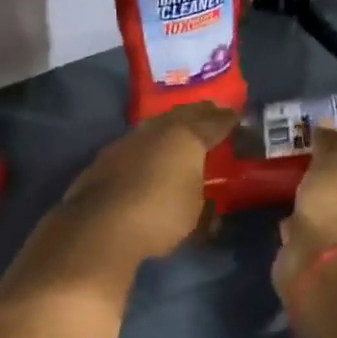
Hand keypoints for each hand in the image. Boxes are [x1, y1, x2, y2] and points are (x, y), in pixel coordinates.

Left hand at [57, 102, 237, 264]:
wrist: (100, 225)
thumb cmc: (159, 216)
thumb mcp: (195, 215)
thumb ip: (203, 203)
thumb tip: (207, 206)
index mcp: (185, 138)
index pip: (213, 123)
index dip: (226, 121)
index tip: (236, 117)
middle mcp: (156, 131)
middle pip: (182, 116)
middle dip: (199, 114)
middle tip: (212, 112)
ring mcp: (127, 141)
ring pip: (155, 126)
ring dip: (169, 126)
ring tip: (180, 130)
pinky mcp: (105, 157)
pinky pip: (135, 143)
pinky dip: (147, 145)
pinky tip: (147, 154)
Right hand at [271, 126, 336, 306]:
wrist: (323, 261)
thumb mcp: (332, 161)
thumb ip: (329, 143)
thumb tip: (325, 122)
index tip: (332, 161)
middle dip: (333, 192)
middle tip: (309, 178)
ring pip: (330, 220)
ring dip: (315, 213)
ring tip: (294, 198)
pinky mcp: (323, 262)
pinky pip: (310, 239)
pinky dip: (300, 232)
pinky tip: (287, 223)